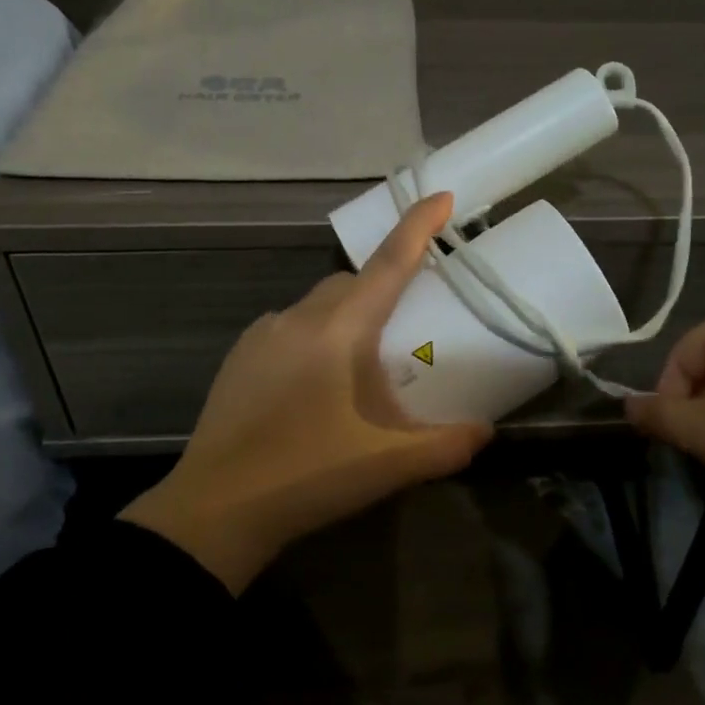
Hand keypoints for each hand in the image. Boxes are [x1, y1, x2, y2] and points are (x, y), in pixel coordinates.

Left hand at [123, 193, 491, 592]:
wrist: (218, 509)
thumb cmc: (309, 476)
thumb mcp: (390, 465)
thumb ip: (447, 445)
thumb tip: (486, 432)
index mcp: (339, 330)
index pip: (389, 263)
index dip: (418, 226)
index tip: (441, 195)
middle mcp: (299, 317)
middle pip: (351, 282)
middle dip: (382, 287)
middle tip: (404, 330)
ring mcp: (262, 334)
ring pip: (317, 305)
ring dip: (345, 318)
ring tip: (357, 370)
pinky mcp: (238, 357)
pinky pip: (287, 329)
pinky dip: (312, 338)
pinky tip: (314, 386)